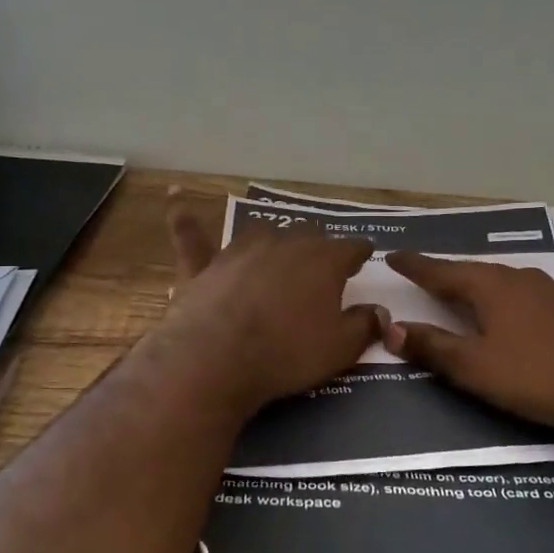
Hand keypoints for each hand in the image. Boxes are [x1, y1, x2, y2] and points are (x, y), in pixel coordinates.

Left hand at [156, 195, 383, 413]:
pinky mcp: (203, 266)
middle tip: (321, 269)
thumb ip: (364, 326)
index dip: (359, 254)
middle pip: (308, 236)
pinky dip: (184, 216)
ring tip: (278, 253)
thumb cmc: (287, 353)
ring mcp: (240, 250)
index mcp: (323, 260)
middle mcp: (284, 243)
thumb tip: (380, 312)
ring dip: (274, 242)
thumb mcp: (340, 348)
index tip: (364, 259)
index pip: (351, 247)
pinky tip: (173, 194)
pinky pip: (192, 234)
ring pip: (262, 233)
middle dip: (318, 248)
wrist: (217, 358)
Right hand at [382, 252, 553, 436]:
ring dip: (491, 280)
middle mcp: (521, 279)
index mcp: (490, 287)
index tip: (392, 256)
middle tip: (427, 275)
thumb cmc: (535, 377)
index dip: (415, 266)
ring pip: (515, 279)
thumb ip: (431, 346)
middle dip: (450, 273)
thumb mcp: (473, 368)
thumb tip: (390, 329)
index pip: (441, 272)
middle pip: (476, 272)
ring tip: (476, 283)